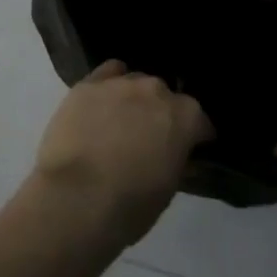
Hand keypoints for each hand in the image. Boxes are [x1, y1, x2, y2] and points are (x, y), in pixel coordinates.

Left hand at [25, 61, 212, 251]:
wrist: (77, 196)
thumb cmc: (131, 203)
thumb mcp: (168, 187)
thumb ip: (176, 159)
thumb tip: (175, 152)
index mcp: (184, 117)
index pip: (199, 120)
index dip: (194, 136)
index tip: (188, 149)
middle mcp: (155, 90)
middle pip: (164, 95)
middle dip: (161, 113)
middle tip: (150, 137)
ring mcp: (120, 83)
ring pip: (135, 81)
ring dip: (134, 98)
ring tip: (122, 120)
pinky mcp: (88, 84)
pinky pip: (106, 74)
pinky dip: (109, 84)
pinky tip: (102, 101)